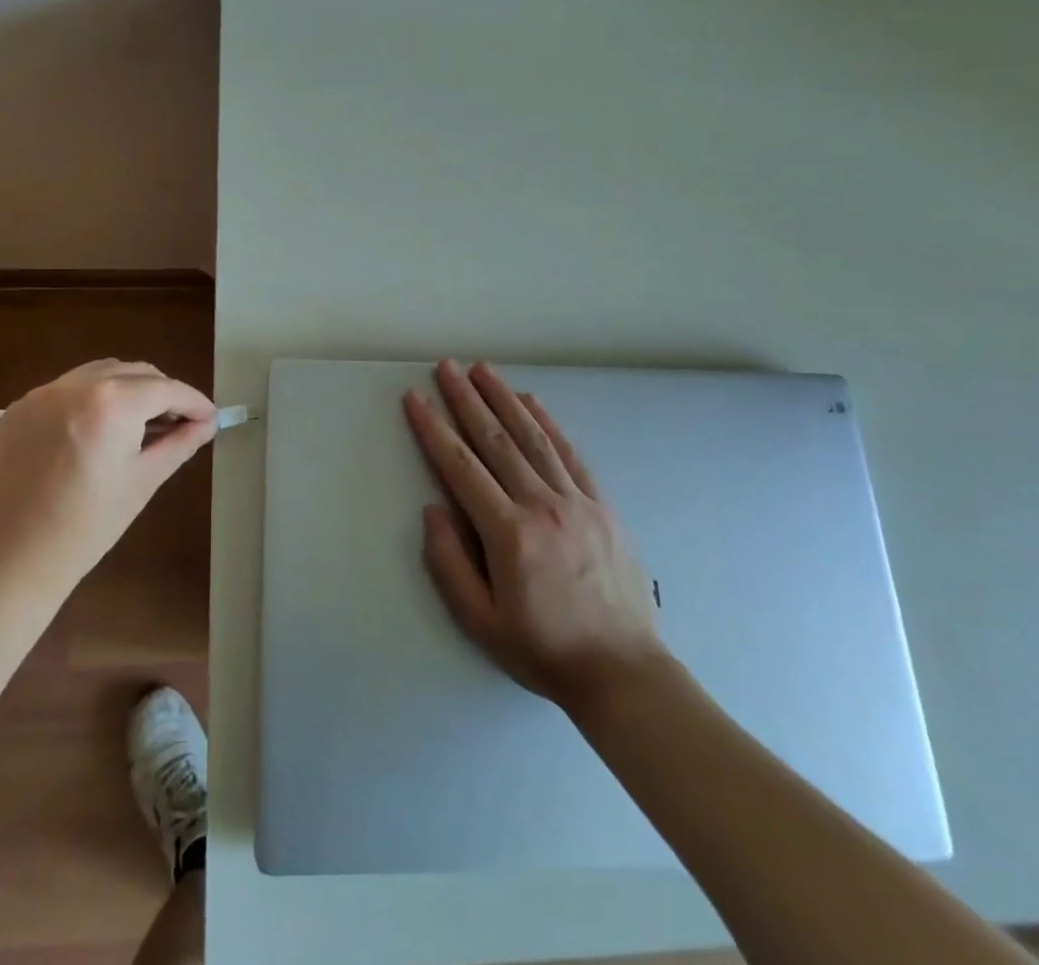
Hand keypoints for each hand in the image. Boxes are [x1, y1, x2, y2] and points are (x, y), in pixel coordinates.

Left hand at [0, 359, 216, 594]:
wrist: (10, 559)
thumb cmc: (87, 526)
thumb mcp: (143, 481)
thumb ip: (180, 443)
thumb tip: (207, 423)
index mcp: (111, 403)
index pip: (166, 388)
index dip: (193, 401)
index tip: (210, 417)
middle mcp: (76, 385)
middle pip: (135, 372)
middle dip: (163, 392)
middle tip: (181, 422)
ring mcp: (43, 393)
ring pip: (101, 373)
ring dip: (128, 388)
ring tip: (143, 422)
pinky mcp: (20, 408)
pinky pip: (69, 389)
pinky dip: (93, 398)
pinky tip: (100, 429)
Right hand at [404, 360, 666, 708]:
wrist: (623, 672)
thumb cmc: (544, 650)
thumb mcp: (481, 622)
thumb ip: (449, 564)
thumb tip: (433, 510)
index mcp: (508, 534)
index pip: (460, 467)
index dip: (434, 429)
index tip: (415, 398)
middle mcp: (541, 505)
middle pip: (495, 440)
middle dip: (466, 399)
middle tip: (446, 366)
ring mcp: (576, 501)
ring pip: (533, 437)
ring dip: (504, 398)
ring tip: (482, 369)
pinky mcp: (600, 504)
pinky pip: (569, 453)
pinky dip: (547, 422)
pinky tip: (531, 401)